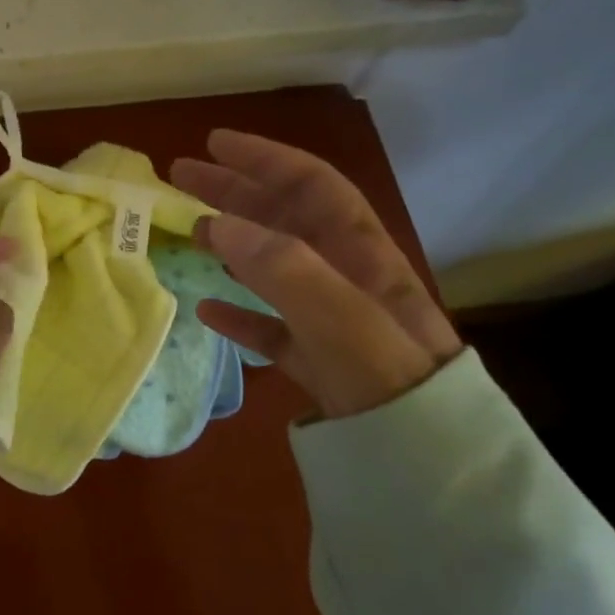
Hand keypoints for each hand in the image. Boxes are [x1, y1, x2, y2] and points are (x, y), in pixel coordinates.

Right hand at [172, 130, 460, 419]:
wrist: (432, 471)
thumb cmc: (390, 386)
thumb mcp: (345, 322)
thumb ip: (286, 269)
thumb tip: (220, 224)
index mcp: (361, 256)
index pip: (312, 186)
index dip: (264, 159)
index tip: (214, 144)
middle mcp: (347, 278)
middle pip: (286, 218)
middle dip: (236, 190)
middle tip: (182, 177)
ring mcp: (332, 320)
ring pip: (275, 265)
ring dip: (233, 242)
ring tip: (190, 230)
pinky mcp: (319, 361)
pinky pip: (273, 324)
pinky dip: (240, 311)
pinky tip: (208, 308)